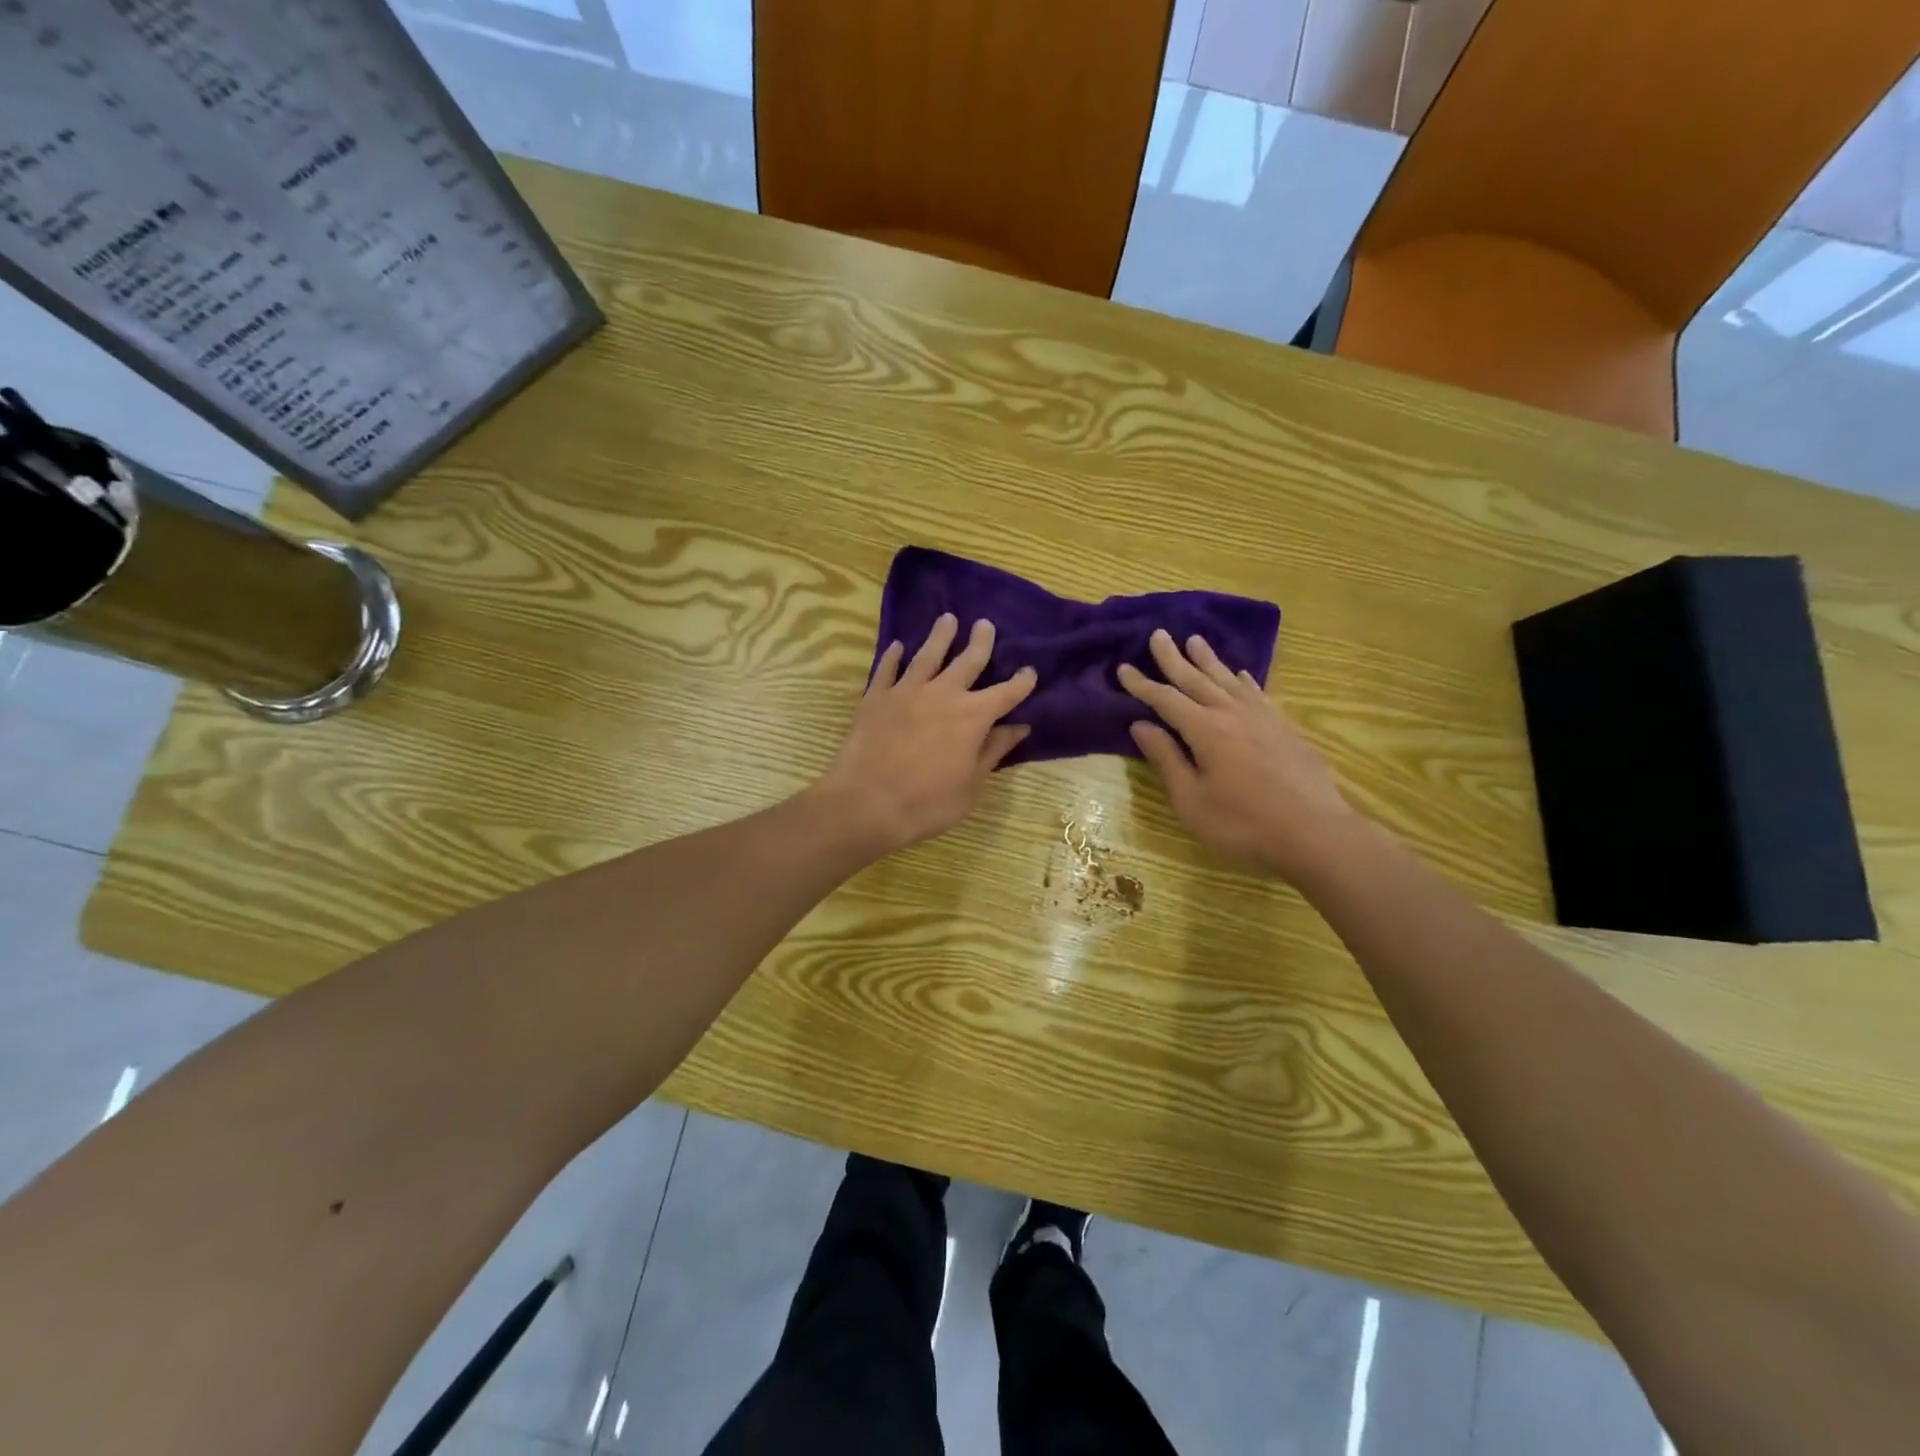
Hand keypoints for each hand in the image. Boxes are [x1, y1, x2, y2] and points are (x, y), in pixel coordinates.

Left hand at [814, 613, 1037, 854]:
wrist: (866, 804)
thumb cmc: (928, 803)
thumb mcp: (971, 785)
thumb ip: (993, 751)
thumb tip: (1019, 727)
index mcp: (972, 717)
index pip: (1006, 693)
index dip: (1021, 682)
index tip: (1030, 671)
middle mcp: (942, 694)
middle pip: (967, 661)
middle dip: (980, 642)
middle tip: (985, 624)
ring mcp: (906, 692)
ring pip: (927, 655)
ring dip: (940, 636)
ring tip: (947, 619)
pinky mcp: (875, 698)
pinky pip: (887, 670)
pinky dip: (893, 656)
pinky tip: (897, 646)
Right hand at [1119, 629, 1361, 881]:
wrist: (1314, 832)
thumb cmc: (1243, 824)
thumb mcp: (1192, 801)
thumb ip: (1166, 760)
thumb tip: (1141, 725)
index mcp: (1205, 730)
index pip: (1165, 699)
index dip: (1142, 684)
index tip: (1123, 667)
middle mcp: (1231, 713)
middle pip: (1196, 679)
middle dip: (1173, 658)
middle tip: (1158, 634)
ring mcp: (1262, 717)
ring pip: (1227, 679)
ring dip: (1208, 660)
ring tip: (1195, 640)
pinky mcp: (1283, 726)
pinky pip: (1256, 692)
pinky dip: (1243, 679)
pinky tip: (1240, 674)